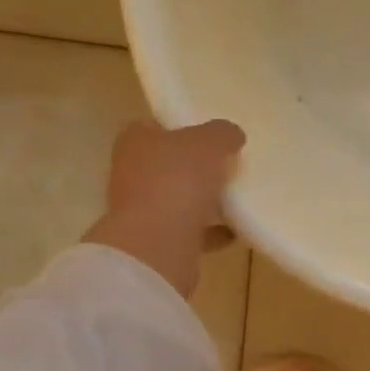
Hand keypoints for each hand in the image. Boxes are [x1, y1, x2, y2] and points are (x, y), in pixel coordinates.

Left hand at [83, 119, 245, 297]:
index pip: (155, 126)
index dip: (182, 127)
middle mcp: (133, 173)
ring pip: (178, 199)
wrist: (158, 244)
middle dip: (195, 166)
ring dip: (204, 201)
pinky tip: (236, 231)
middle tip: (228, 165)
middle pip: (168, 164)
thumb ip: (222, 134)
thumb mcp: (209, 143)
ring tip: (236, 198)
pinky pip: (190, 231)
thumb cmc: (177, 180)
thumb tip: (232, 135)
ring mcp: (143, 210)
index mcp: (136, 141)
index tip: (210, 135)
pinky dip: (211, 231)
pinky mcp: (157, 241)